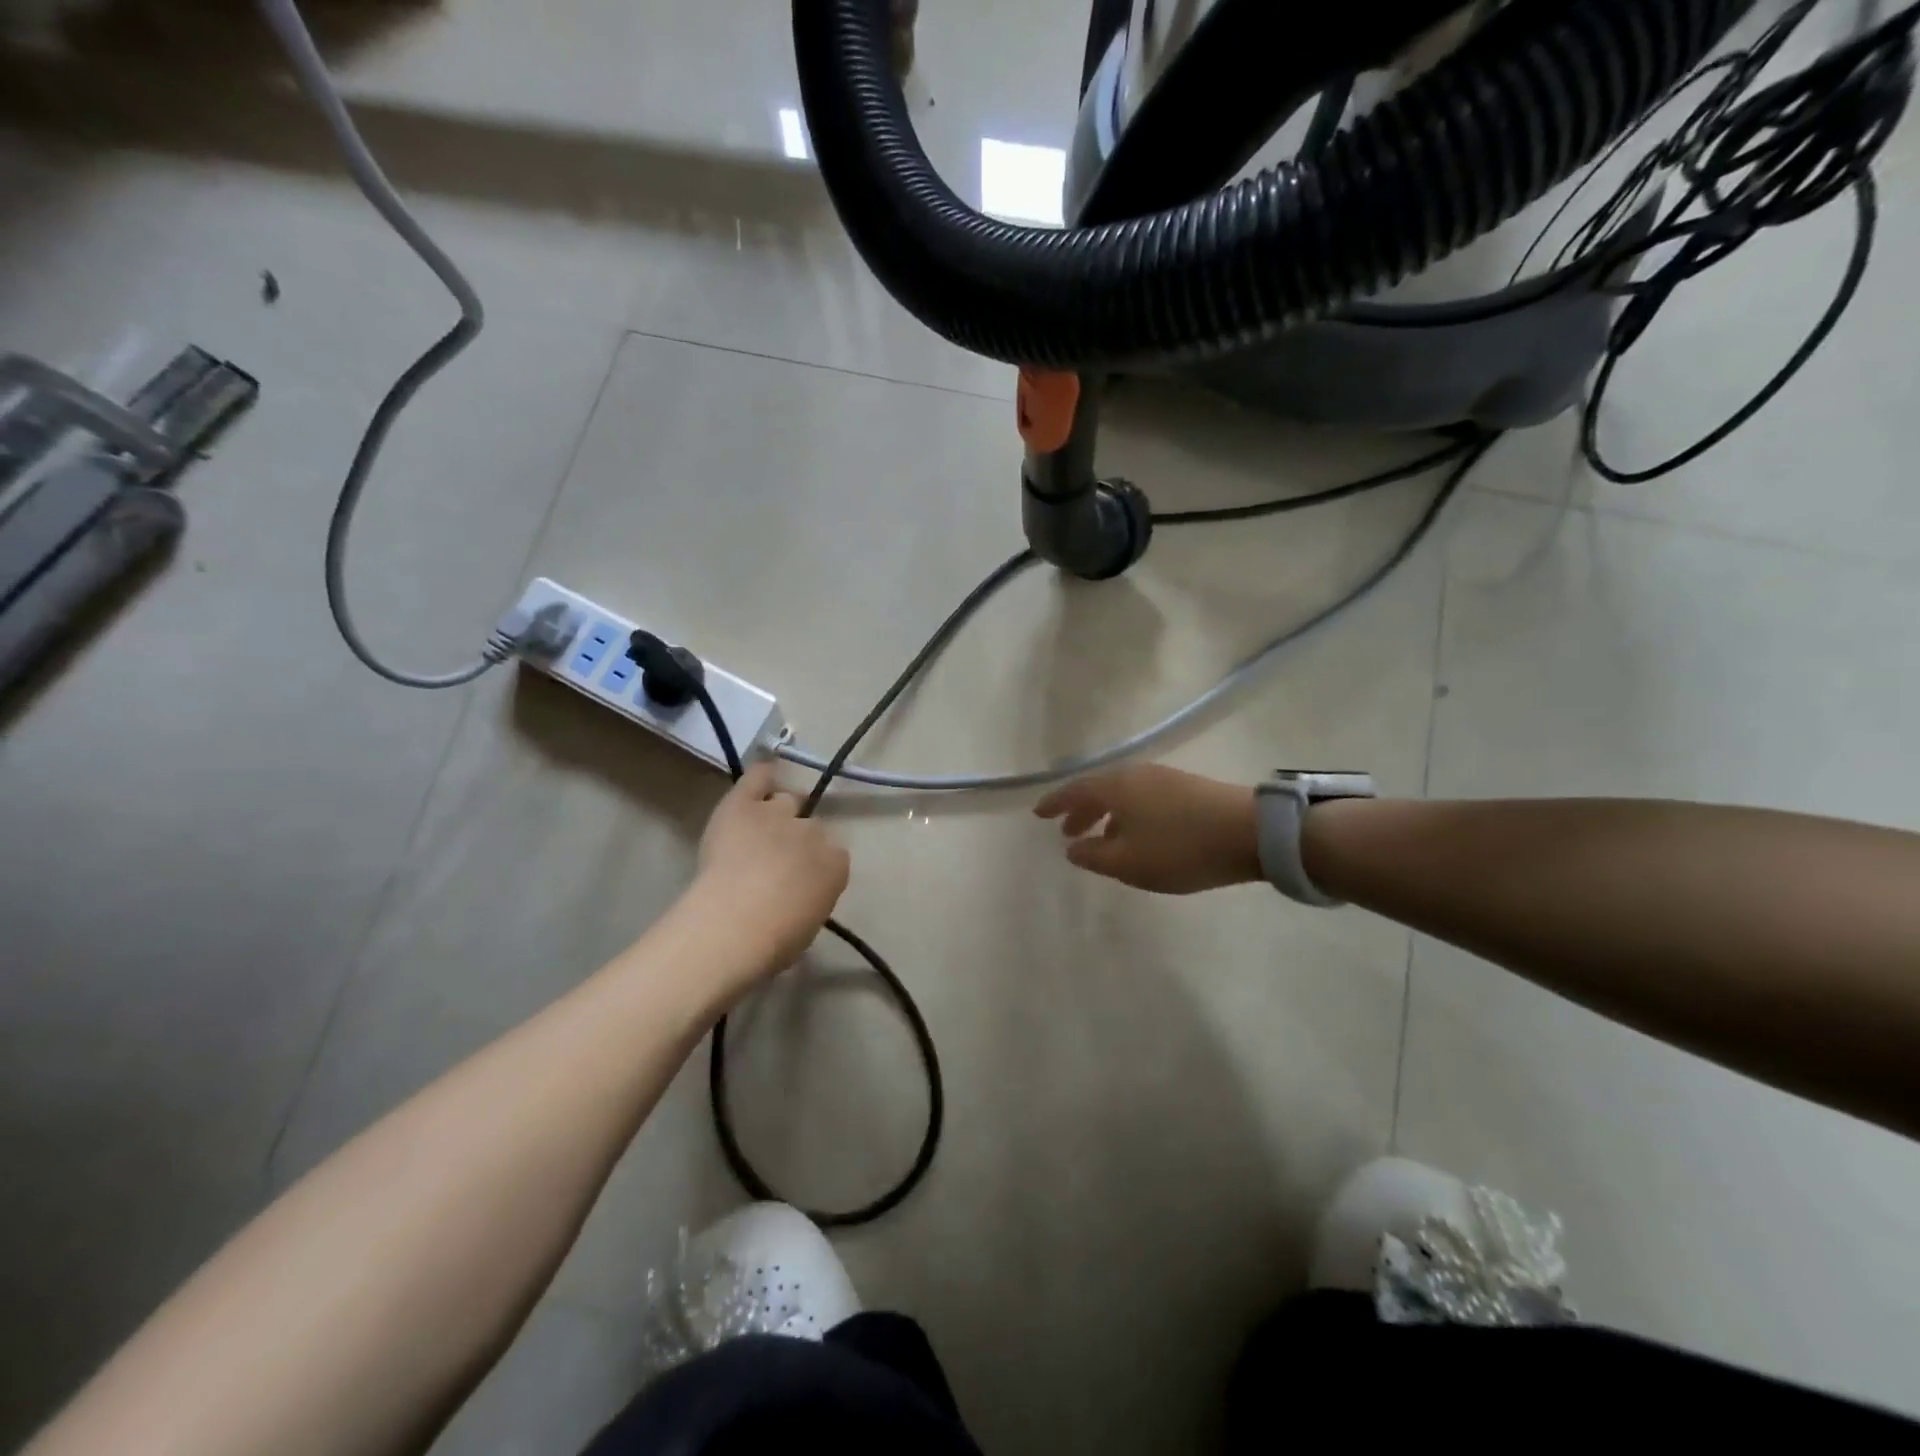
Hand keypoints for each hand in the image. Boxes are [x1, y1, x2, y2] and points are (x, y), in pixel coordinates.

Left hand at [694, 762, 849, 974]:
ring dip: (777, 814)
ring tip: (761, 829)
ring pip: (786, 801)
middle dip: (796, 840)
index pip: (833, 855)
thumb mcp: (809, 924)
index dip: (813, 866)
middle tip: (775, 861)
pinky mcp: (744, 805)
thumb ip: (811, 898)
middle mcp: (815, 833)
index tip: (798, 881)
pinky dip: (762, 775)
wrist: (733, 926)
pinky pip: (759, 777)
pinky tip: (763, 775)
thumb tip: (798, 894)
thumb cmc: (773, 942)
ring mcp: (779, 815)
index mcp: (837, 866)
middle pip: (811, 826)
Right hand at [1035, 764, 1260, 894]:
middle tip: (1067, 831)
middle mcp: (1136, 775)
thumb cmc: (1180, 848)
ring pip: (1123, 795)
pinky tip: (1139, 836)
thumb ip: (1094, 856)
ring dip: (1106, 815)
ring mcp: (1164, 778)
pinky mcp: (1188, 788)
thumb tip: (1072, 848)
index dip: (1054, 803)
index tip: (1038, 814)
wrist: (1251, 833)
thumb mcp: (1129, 863)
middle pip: (1099, 790)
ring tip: (1102, 839)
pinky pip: (1143, 799)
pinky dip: (1129, 815)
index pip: (1075, 791)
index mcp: (1116, 787)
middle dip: (1080, 811)